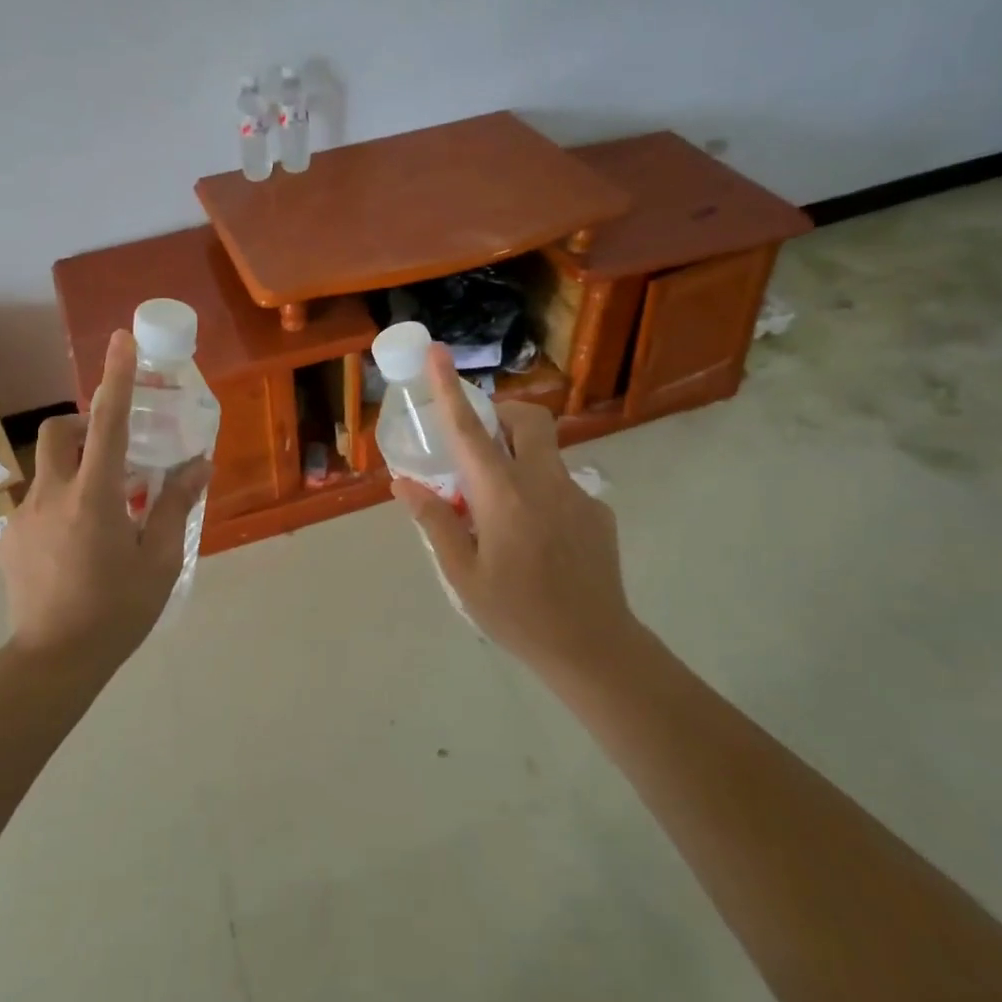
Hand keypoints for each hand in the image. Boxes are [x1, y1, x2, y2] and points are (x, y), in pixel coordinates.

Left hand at [0, 330, 210, 667]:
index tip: (120, 339)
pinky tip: (75, 549)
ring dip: (74, 472)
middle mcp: (52, 495)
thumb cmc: (116, 611)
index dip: (115, 377)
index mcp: (95, 497)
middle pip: (58, 432)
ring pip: (47, 470)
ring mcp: (23, 517)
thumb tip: (197, 464)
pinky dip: (59, 506)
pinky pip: (37, 504)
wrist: (51, 664)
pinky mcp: (9, 540)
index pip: (107, 422)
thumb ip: (176, 506)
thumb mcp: (159, 561)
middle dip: (81, 422)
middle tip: (112, 450)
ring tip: (100, 515)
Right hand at [390, 344, 634, 677]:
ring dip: (519, 457)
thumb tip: (404, 483)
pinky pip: (561, 484)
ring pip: (546, 451)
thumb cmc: (518, 614)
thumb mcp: (462, 575)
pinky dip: (540, 492)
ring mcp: (578, 494)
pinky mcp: (598, 512)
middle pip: (528, 419)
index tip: (439, 352)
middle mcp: (543, 482)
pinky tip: (536, 540)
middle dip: (502, 413)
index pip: (469, 431)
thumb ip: (435, 522)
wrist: (595, 649)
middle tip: (479, 444)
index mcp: (503, 495)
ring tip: (502, 509)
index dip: (450, 388)